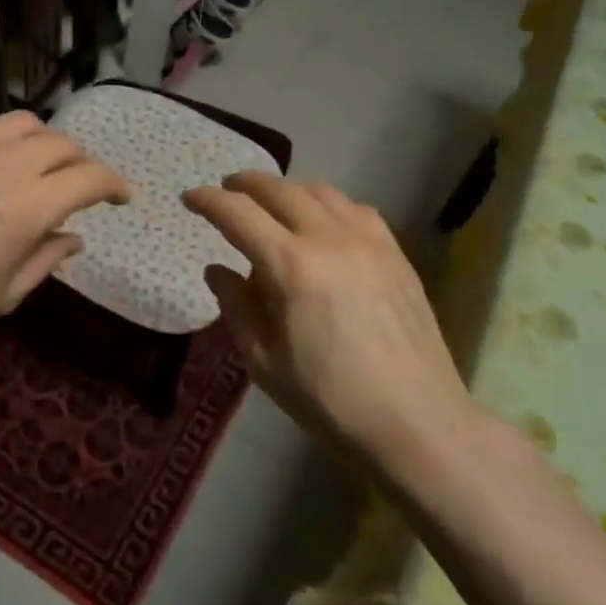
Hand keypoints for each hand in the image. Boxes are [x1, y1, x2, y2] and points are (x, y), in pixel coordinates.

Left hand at [0, 109, 129, 348]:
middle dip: (81, 164)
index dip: (114, 185)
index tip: (120, 198)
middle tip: (77, 187)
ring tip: (37, 164)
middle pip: (64, 145)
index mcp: (31, 206)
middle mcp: (8, 164)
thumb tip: (74, 238)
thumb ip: (47, 259)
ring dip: (43, 142)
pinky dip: (0, 132)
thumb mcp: (5, 293)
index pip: (91, 178)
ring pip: (26, 123)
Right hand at [184, 172, 473, 462]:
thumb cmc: (330, 399)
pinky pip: (355, 209)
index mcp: (290, 266)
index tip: (189, 198)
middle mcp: (329, 238)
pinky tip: (325, 223)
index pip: (237, 214)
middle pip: (279, 190)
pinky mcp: (395, 252)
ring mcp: (368, 240)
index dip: (208, 201)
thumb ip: (237, 307)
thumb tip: (217, 269)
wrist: (416, 420)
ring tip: (272, 202)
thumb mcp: (265, 362)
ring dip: (287, 189)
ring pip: (320, 191)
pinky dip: (328, 204)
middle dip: (245, 184)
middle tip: (227, 190)